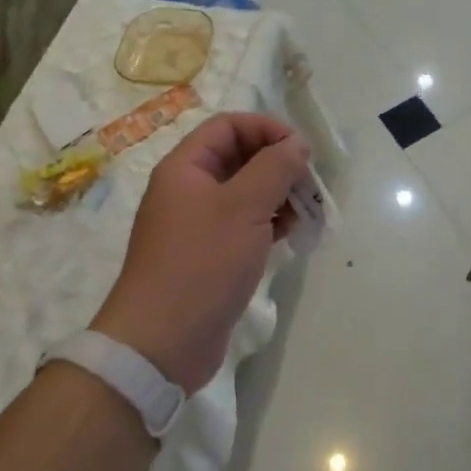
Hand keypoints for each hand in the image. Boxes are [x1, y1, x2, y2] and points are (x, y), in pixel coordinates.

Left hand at [92, 112, 310, 391]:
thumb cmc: (202, 263)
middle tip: (309, 183)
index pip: (228, 126)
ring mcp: (197, 225)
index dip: (266, 128)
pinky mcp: (209, 256)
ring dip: (278, 194)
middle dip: (277, 163)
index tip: (301, 149)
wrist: (161, 344)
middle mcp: (188, 190)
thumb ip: (275, 168)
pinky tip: (292, 234)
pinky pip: (243, 224)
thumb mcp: (245, 207)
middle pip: (238, 157)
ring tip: (306, 211)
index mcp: (185, 168)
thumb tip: (296, 144)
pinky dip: (269, 223)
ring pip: (244, 193)